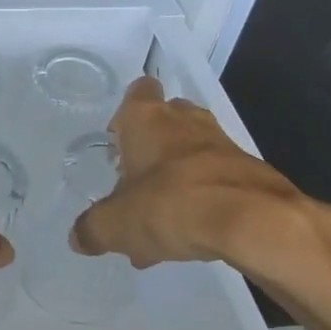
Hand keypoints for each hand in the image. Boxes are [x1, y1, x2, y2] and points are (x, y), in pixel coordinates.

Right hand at [70, 75, 330, 289]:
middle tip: (136, 185)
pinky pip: (217, 181)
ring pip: (192, 153)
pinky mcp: (250, 172)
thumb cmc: (169, 204)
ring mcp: (221, 144)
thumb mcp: (116, 225)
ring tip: (161, 225)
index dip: (126, 113)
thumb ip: (92, 229)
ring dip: (177, 179)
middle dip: (151, 149)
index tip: (117, 140)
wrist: (252, 221)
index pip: (138, 91)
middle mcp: (184, 121)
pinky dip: (203, 201)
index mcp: (146, 118)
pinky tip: (191, 238)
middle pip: (166, 120)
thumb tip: (79, 239)